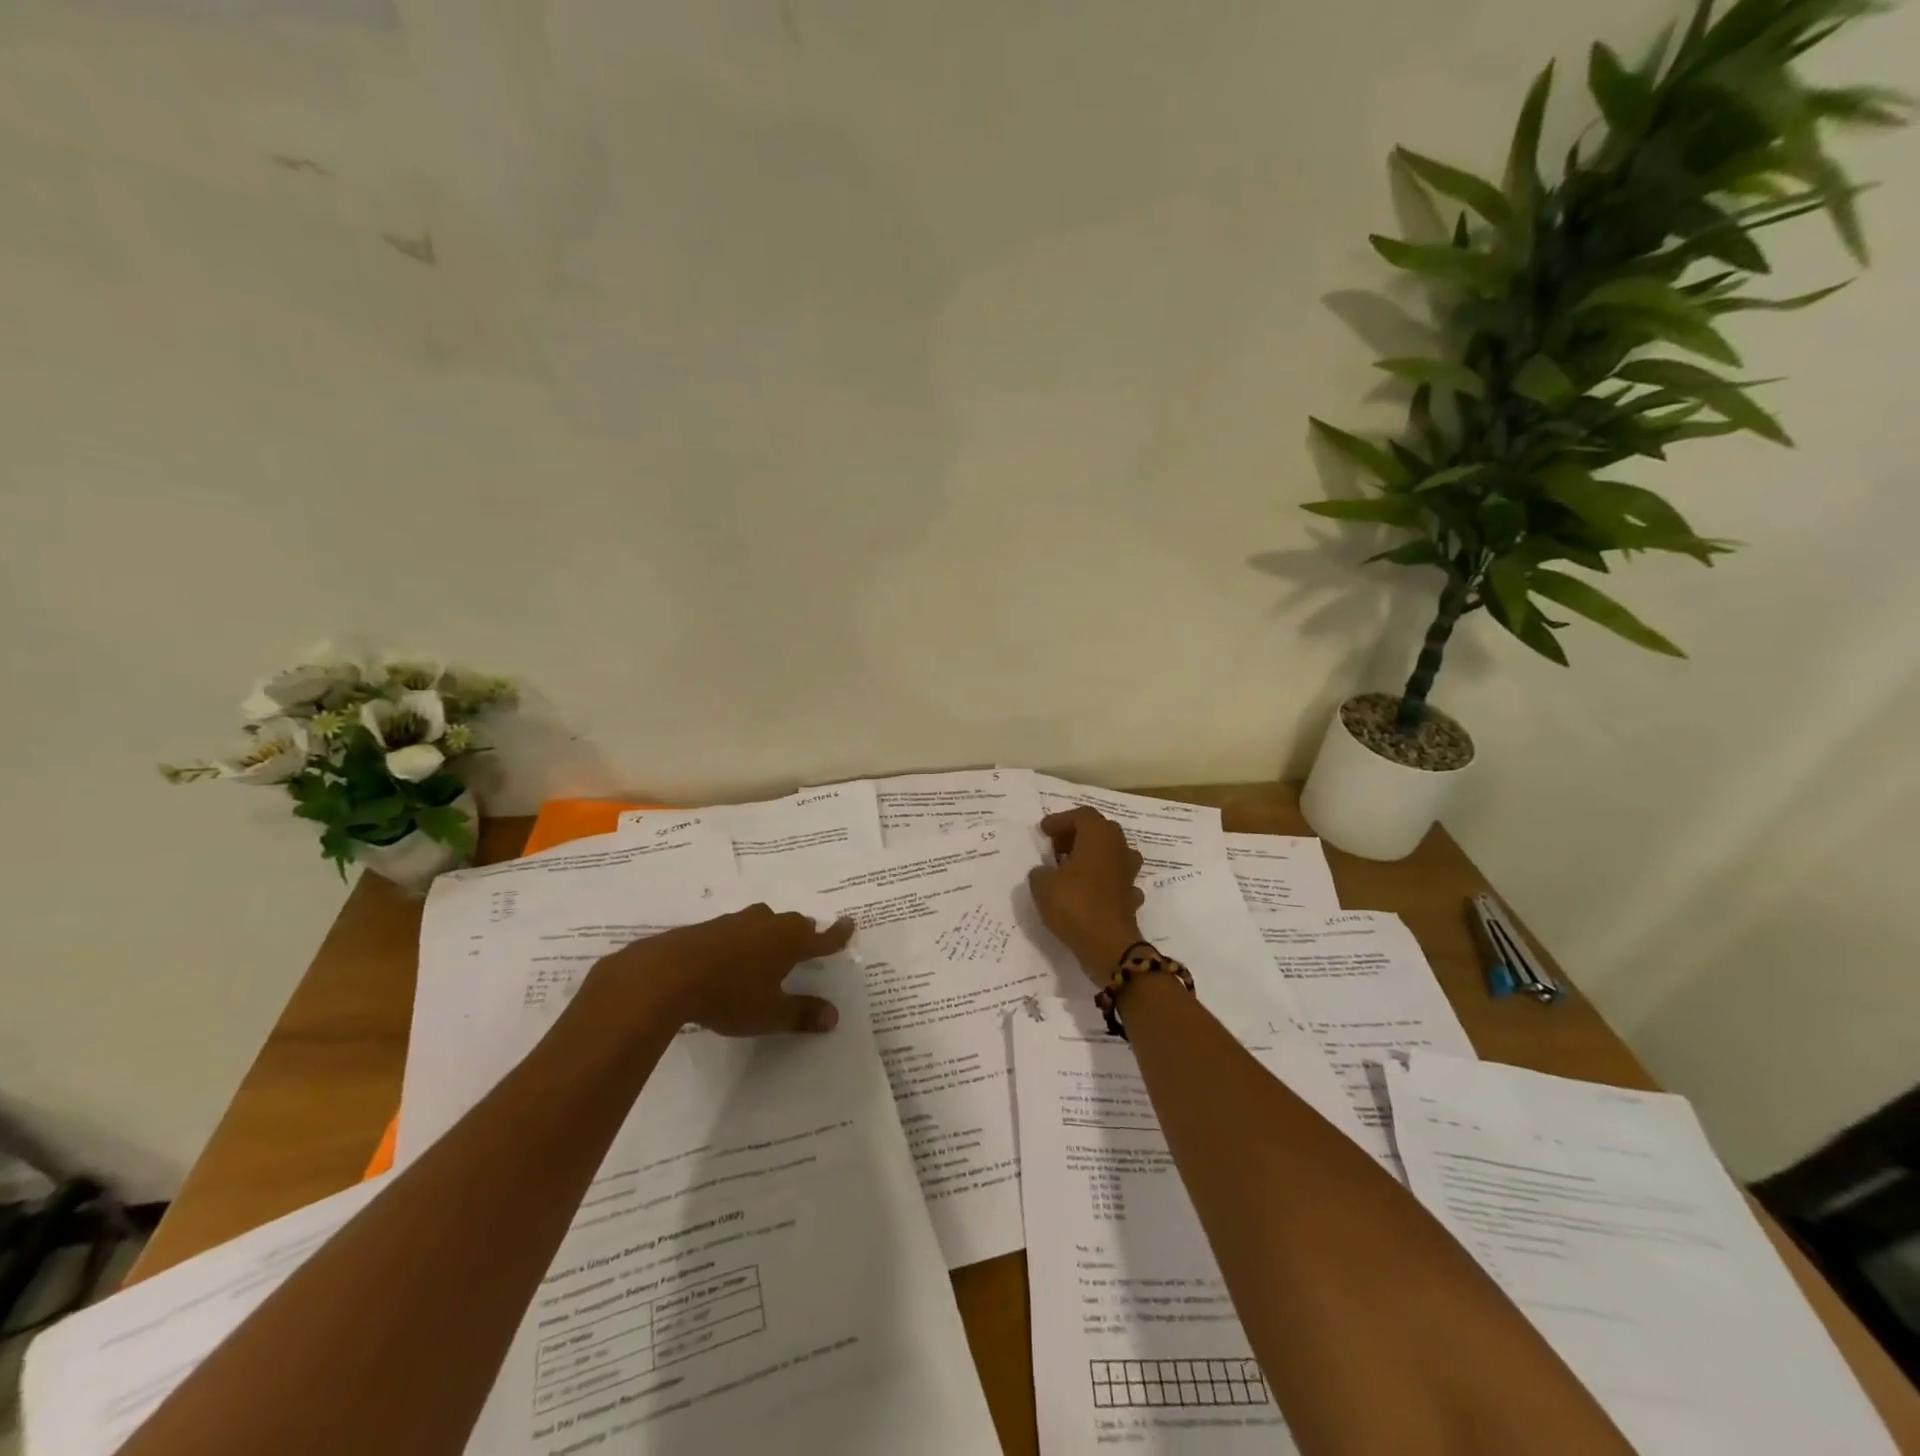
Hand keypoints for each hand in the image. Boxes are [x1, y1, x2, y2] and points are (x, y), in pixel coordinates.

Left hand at [589, 905, 855, 1037]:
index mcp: (790, 941)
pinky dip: (744, 939)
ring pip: (765, 922)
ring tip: (769, 951)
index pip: (823, 936)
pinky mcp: (710, 926)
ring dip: (771, 934)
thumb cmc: (729, 994)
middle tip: (806, 946)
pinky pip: (739, 929)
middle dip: (803, 934)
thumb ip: (801, 1014)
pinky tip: (733, 956)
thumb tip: (834, 1017)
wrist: (667, 973)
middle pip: (794, 924)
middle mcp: (769, 923)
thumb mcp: (769, 1013)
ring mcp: (738, 921)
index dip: (838, 933)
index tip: (850, 923)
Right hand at [1027, 808, 1145, 982]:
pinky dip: (1102, 882)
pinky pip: (1115, 880)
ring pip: (1111, 854)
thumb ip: (1040, 872)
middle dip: (1077, 835)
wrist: (1108, 946)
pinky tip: (1088, 892)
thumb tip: (1045, 872)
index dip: (1060, 820)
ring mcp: (1129, 873)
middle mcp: (1118, 848)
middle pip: (1099, 830)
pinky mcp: (1131, 896)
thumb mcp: (1042, 885)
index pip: (1081, 815)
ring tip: (1071, 868)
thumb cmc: (1074, 905)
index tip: (1043, 831)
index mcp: (1099, 836)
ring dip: (1092, 857)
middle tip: (1056, 846)